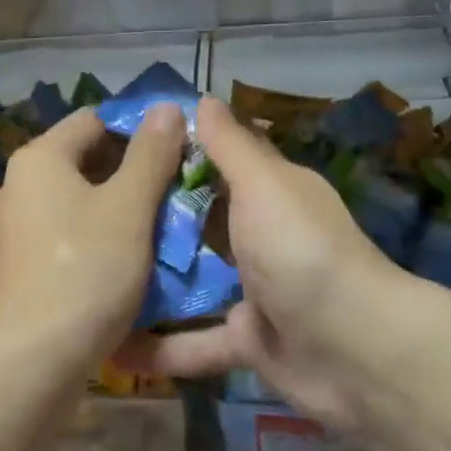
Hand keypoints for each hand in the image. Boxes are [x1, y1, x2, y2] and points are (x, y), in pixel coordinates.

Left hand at [0, 103, 184, 375]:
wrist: (36, 360)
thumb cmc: (87, 270)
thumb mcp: (129, 207)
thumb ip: (150, 153)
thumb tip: (166, 107)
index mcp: (40, 158)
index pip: (96, 119)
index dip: (140, 127)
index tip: (180, 147)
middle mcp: (22, 183)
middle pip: (88, 158)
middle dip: (135, 168)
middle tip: (181, 185)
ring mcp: (20, 224)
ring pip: (83, 197)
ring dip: (123, 203)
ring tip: (168, 220)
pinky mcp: (26, 261)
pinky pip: (72, 229)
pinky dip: (103, 232)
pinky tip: (136, 254)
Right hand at [119, 97, 412, 434]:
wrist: (356, 352)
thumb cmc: (302, 251)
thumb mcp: (263, 185)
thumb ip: (230, 146)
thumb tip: (204, 99)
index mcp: (272, 193)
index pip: (222, 159)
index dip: (179, 149)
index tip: (125, 144)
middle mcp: (263, 236)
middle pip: (201, 219)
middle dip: (154, 216)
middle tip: (94, 209)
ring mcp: (256, 291)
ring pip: (194, 280)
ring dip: (153, 280)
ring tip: (95, 272)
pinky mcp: (247, 341)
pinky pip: (197, 342)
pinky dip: (162, 348)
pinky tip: (114, 349)